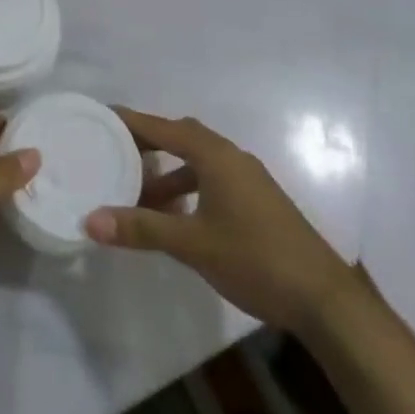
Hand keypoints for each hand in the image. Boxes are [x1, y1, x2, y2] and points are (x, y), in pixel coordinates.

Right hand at [85, 109, 351, 331]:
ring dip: (168, 173)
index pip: (164, 127)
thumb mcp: (192, 244)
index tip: (102, 115)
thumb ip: (142, 229)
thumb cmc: (255, 259)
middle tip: (115, 152)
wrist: (323, 298)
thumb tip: (91, 220)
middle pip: (181, 137)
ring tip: (138, 195)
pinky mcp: (257, 200)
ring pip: (198, 161)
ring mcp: (248, 178)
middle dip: (148, 143)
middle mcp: (231, 157)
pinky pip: (212, 179)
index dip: (132, 121)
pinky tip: (176, 218)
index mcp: (215, 155)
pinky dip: (188, 188)